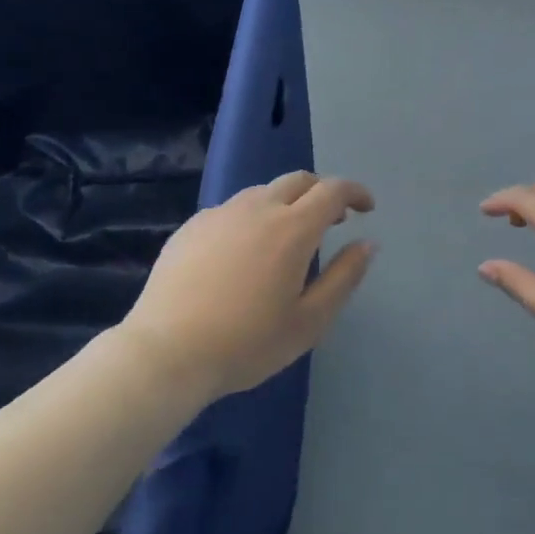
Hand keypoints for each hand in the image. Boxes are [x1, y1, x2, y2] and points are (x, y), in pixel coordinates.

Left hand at [124, 171, 375, 401]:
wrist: (166, 353)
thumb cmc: (247, 343)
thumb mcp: (309, 321)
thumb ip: (344, 277)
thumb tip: (367, 243)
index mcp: (292, 228)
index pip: (333, 190)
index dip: (355, 192)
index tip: (367, 208)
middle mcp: (257, 208)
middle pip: (298, 180)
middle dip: (322, 192)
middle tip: (333, 219)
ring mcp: (219, 214)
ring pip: (262, 192)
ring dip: (286, 203)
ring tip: (288, 238)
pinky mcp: (191, 227)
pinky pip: (232, 210)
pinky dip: (252, 217)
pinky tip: (244, 253)